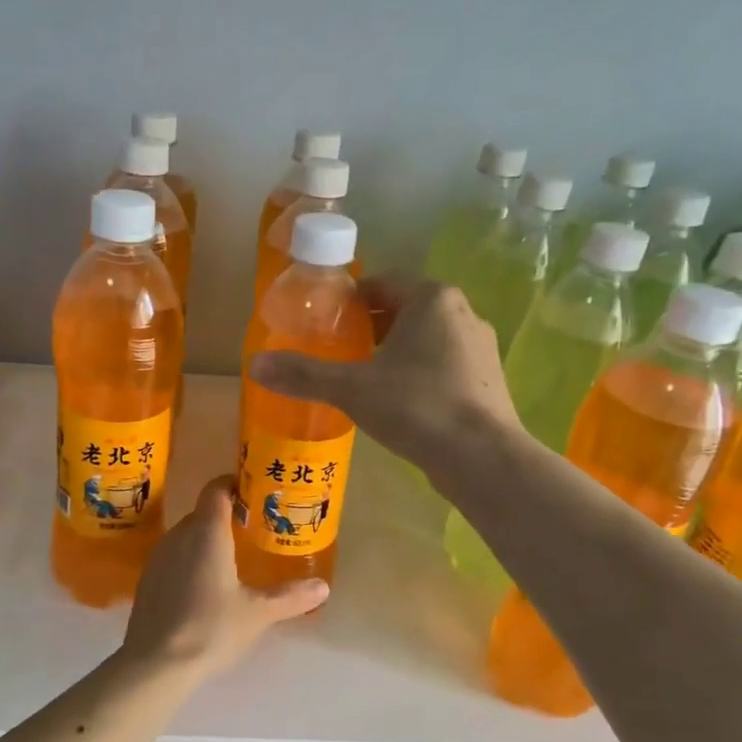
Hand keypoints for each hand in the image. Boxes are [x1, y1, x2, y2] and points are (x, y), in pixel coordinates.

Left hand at [121, 476, 326, 679]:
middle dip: (226, 518)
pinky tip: (204, 588)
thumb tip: (323, 588)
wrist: (155, 663)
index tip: (254, 494)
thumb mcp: (258, 613)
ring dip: (206, 541)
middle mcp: (179, 536)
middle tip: (252, 531)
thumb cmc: (211, 628)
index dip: (234, 485)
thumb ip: (290, 597)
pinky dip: (190, 562)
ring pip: (186, 536)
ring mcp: (158, 558)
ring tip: (231, 560)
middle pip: (203, 514)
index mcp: (207, 533)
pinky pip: (173, 558)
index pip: (216, 490)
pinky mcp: (147, 581)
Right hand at [248, 276, 519, 476]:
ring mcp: (480, 348)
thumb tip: (254, 365)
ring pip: (427, 339)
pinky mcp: (487, 380)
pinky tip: (401, 403)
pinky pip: (444, 365)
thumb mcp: (351, 389)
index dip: (352, 300)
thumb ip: (304, 375)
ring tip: (366, 378)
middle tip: (341, 351)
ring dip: (397, 351)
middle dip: (373, 327)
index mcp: (431, 299)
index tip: (328, 321)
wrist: (481, 457)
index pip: (384, 284)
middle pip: (406, 310)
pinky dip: (420, 373)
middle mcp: (463, 313)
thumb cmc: (415, 406)